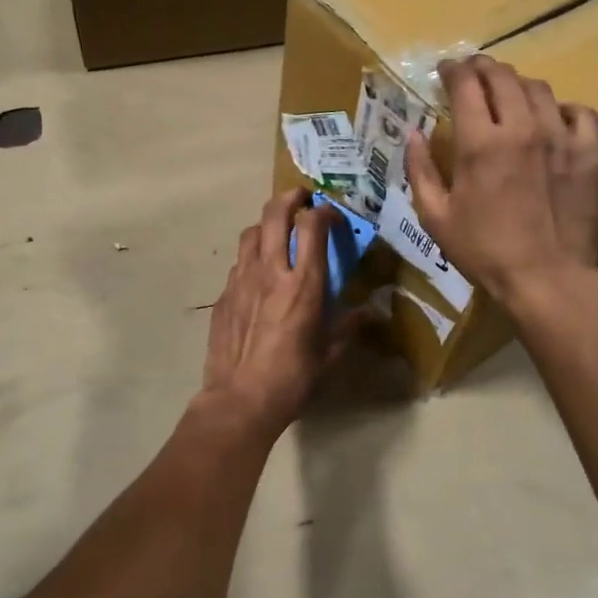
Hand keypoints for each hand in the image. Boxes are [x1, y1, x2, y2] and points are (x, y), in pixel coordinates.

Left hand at [201, 190, 357, 435]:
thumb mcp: (330, 353)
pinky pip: (239, 261)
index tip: (333, 216)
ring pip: (251, 231)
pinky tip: (259, 273)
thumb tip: (373, 312)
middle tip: (303, 200)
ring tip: (278, 233)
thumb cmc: (293, 378)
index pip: (312, 225)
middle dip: (291, 198)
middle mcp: (270, 271)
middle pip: (275, 213)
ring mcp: (242, 280)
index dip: (324, 212)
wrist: (240, 399)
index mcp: (303, 284)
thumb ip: (350, 325)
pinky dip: (252, 255)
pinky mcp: (224, 294)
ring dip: (267, 223)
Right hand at [406, 56, 597, 308]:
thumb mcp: (436, 217)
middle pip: (502, 76)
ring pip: (539, 88)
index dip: (452, 69)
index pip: (465, 84)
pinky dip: (561, 109)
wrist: (548, 279)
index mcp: (480, 143)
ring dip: (517, 85)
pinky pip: (579, 112)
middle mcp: (522, 128)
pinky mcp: (591, 153)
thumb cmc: (485, 252)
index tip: (445, 70)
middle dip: (482, 68)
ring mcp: (562, 137)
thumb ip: (420, 170)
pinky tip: (552, 120)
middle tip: (473, 73)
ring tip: (509, 95)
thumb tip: (412, 133)